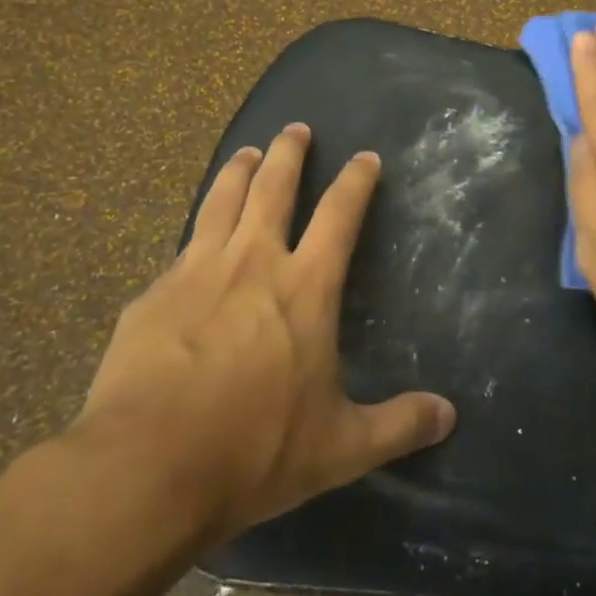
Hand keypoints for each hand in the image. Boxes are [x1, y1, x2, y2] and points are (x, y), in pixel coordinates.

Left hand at [67, 124, 456, 545]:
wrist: (146, 467)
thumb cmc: (254, 450)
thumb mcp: (340, 447)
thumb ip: (398, 425)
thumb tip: (449, 415)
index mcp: (304, 288)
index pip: (339, 215)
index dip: (356, 182)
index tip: (365, 157)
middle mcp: (253, 263)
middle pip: (274, 187)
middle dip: (289, 153)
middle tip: (296, 128)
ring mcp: (196, 272)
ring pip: (222, 201)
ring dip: (239, 171)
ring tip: (248, 152)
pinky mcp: (152, 294)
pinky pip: (182, 247)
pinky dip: (198, 228)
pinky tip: (194, 238)